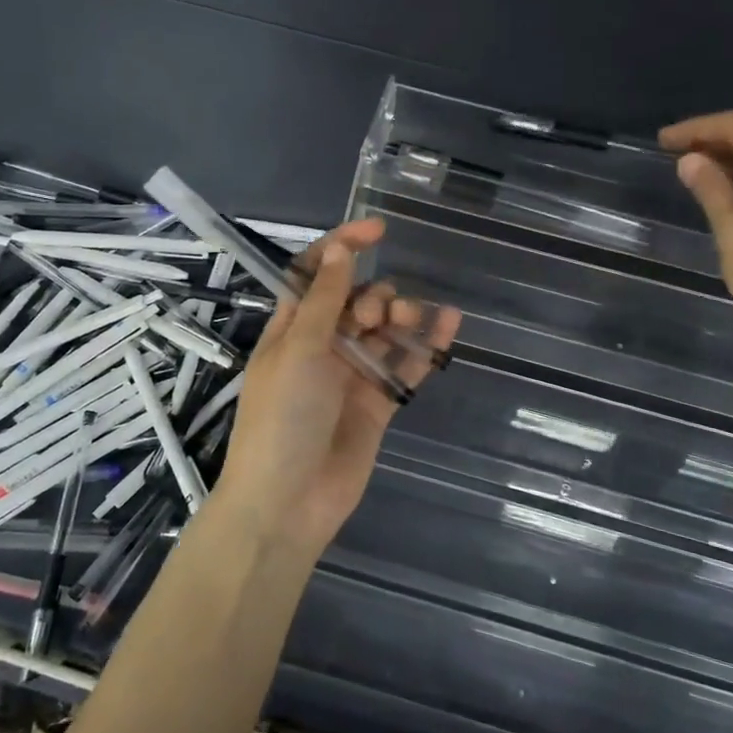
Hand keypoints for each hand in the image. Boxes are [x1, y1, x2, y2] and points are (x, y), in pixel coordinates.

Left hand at [212, 219, 460, 553]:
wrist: (288, 502)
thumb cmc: (282, 417)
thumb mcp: (299, 349)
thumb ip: (324, 300)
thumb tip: (339, 250)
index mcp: (291, 329)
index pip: (315, 274)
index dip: (342, 248)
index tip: (378, 230)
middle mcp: (321, 347)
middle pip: (355, 301)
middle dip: (373, 295)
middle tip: (377, 314)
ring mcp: (351, 376)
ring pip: (384, 332)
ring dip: (401, 316)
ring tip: (407, 320)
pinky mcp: (378, 404)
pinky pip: (406, 366)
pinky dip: (427, 347)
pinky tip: (450, 324)